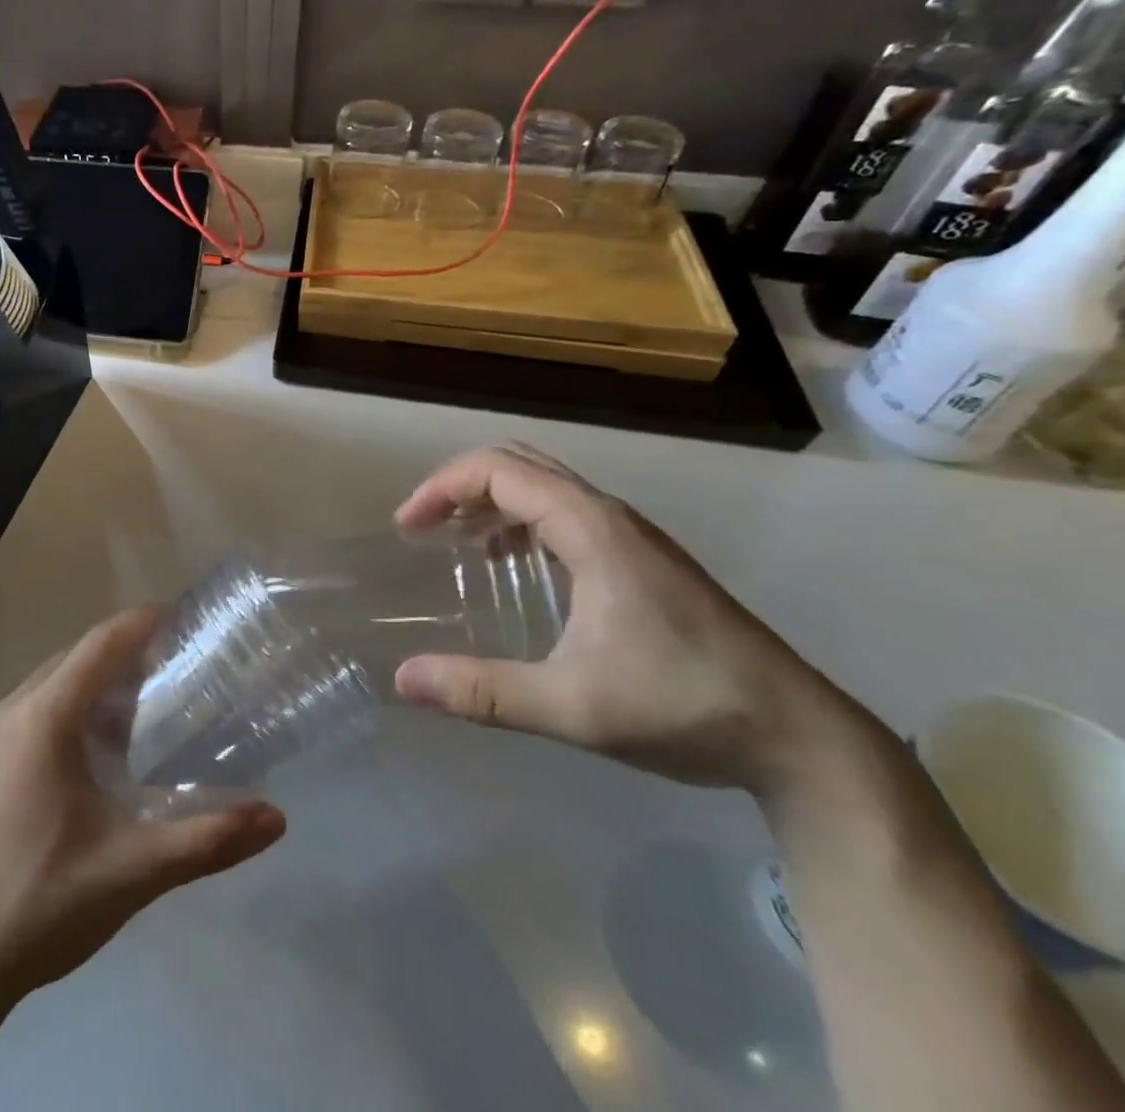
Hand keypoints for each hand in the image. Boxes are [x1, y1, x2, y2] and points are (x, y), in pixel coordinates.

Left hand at [0, 608, 285, 1002]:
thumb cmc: (40, 904)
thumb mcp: (133, 870)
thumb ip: (207, 839)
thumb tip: (277, 818)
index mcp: (42, 718)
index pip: (100, 644)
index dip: (143, 623)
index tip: (185, 619)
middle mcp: (9, 712)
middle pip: (76, 659)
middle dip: (127, 655)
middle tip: (179, 669)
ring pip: (51, 687)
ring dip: (97, 687)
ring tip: (147, 711)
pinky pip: (32, 714)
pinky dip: (71, 713)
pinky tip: (96, 758)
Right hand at [392, 446, 862, 795]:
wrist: (799, 737)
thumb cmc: (684, 707)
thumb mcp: (573, 707)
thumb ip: (483, 691)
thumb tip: (403, 680)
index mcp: (591, 530)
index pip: (499, 471)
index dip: (442, 488)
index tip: (407, 528)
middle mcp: (610, 518)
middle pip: (520, 465)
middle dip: (461, 485)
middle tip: (422, 526)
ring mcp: (631, 538)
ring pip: (545, 488)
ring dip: (491, 501)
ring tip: (454, 541)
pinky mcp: (643, 561)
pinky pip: (565, 515)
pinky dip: (521, 522)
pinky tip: (512, 566)